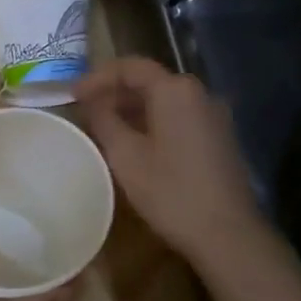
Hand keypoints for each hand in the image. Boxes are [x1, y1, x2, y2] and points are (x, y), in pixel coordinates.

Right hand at [76, 57, 265, 263]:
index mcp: (175, 90)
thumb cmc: (170, 191)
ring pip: (165, 100)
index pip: (130, 67)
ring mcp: (214, 115)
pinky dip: (153, 121)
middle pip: (150, 80)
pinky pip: (179, 117)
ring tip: (104, 126)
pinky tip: (135, 143)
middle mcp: (199, 93)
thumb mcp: (125, 155)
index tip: (73, 94)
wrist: (227, 233)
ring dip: (133, 108)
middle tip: (85, 109)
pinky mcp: (219, 137)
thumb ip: (104, 120)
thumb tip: (92, 101)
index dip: (97, 77)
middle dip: (115, 92)